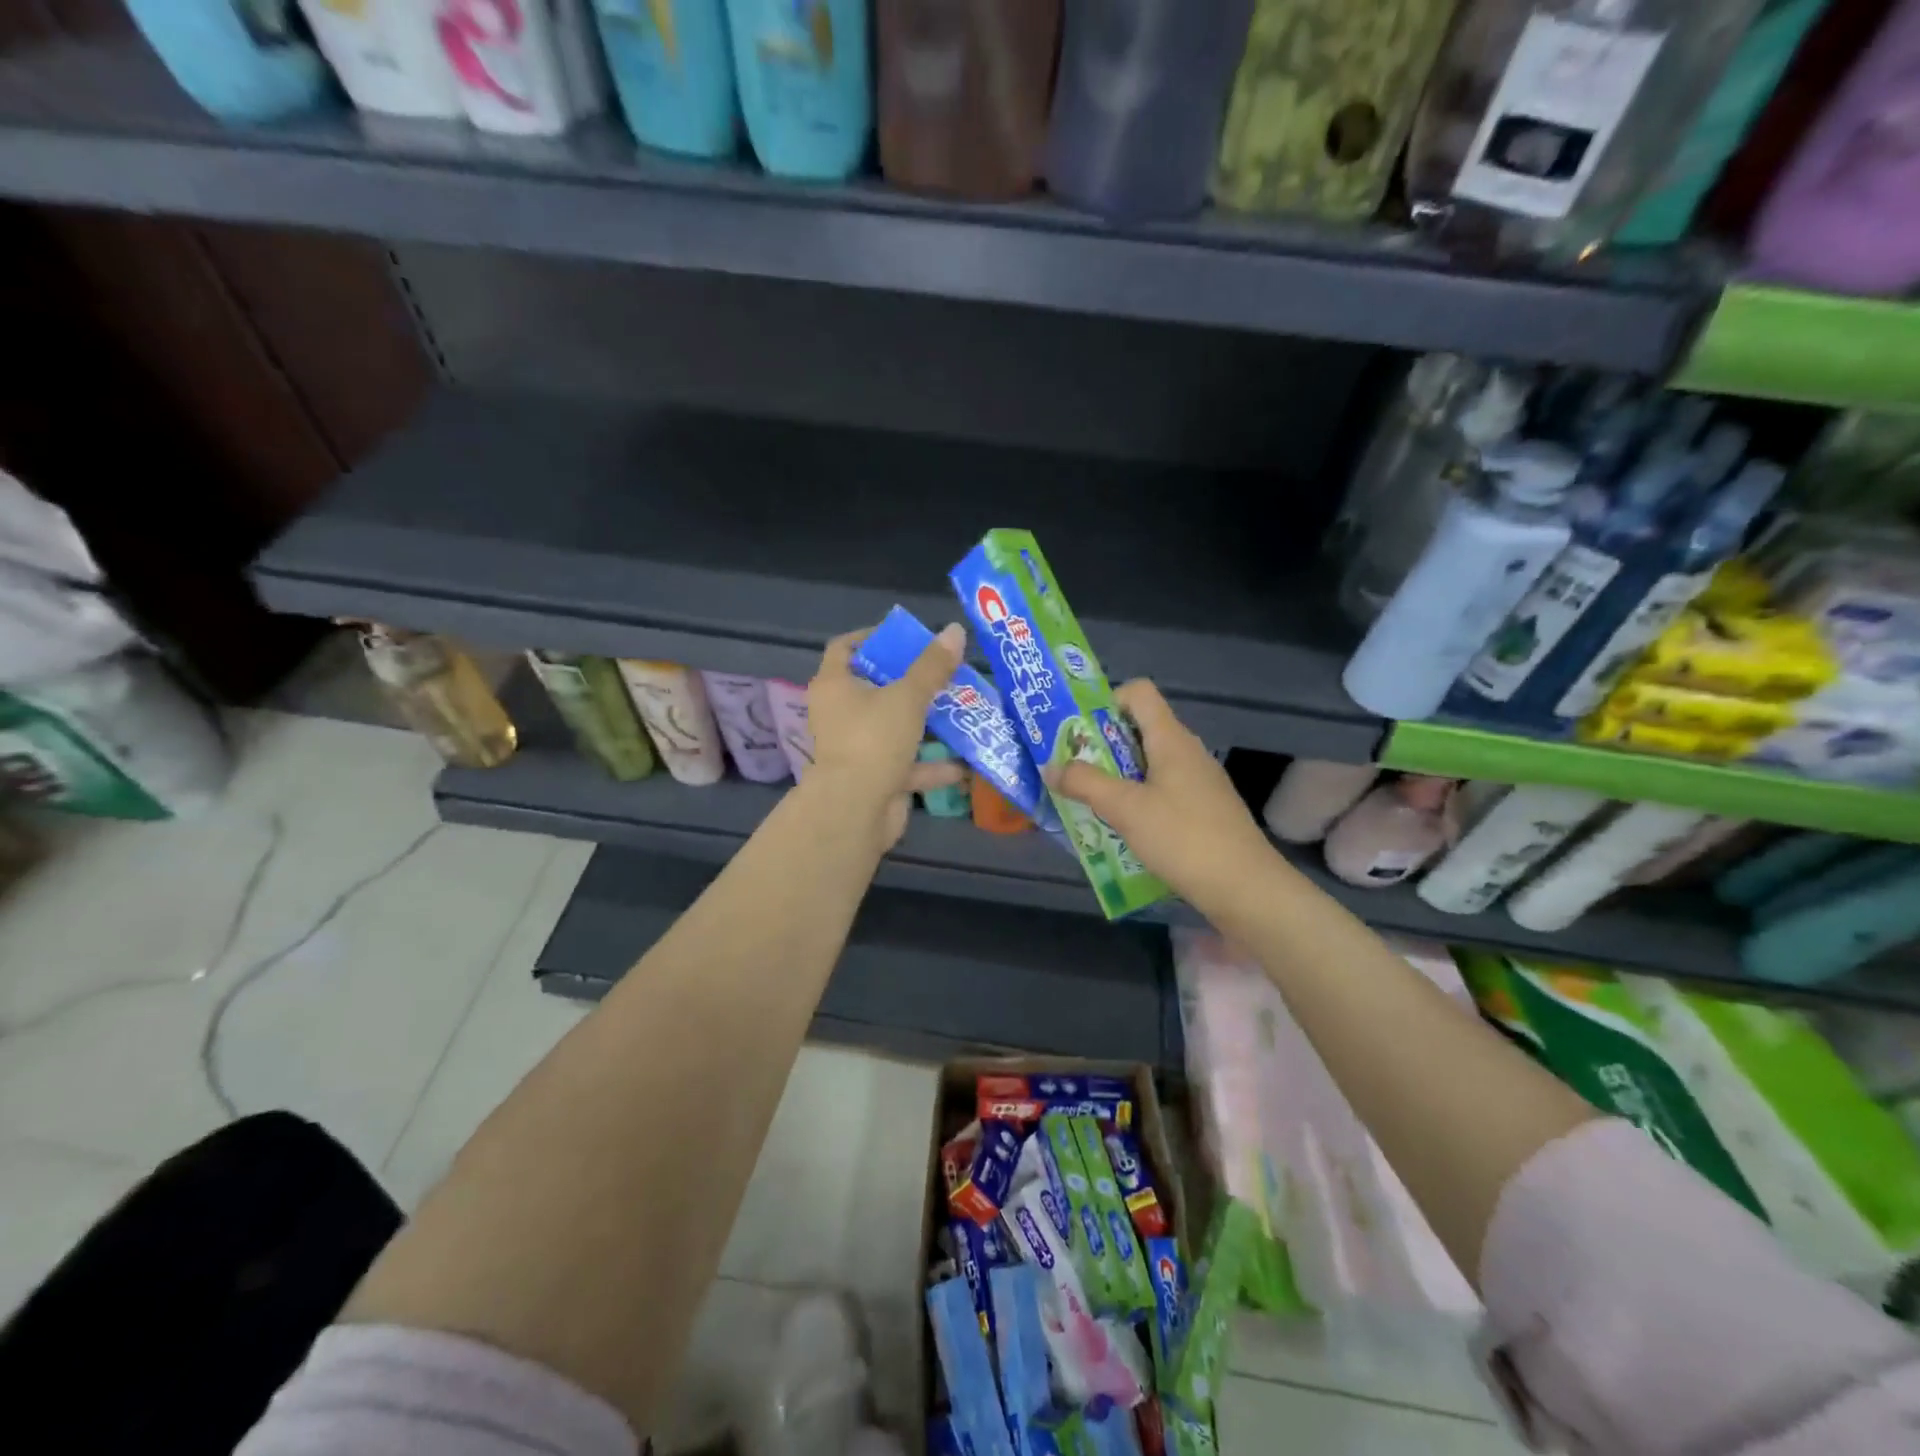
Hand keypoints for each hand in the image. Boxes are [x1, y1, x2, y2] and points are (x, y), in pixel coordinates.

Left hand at [802, 622, 967, 850]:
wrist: (855, 811)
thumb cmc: (874, 740)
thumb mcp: (908, 697)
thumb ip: (933, 666)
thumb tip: (955, 630)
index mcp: (835, 686)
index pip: (845, 648)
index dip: (872, 637)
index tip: (907, 637)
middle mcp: (840, 714)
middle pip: (875, 688)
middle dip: (911, 682)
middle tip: (944, 672)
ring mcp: (856, 748)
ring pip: (894, 728)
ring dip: (926, 724)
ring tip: (962, 712)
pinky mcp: (873, 778)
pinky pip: (906, 765)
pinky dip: (932, 766)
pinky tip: (965, 764)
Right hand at [1046, 680, 1278, 920]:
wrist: (1245, 888)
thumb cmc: (1183, 838)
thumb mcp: (1125, 808)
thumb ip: (1084, 783)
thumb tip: (1050, 766)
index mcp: (1171, 739)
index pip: (1139, 693)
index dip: (1107, 701)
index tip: (1080, 732)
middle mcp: (1187, 752)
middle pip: (1139, 729)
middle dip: (1101, 746)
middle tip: (1072, 771)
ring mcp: (1199, 782)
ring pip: (1149, 764)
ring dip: (1116, 777)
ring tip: (1089, 803)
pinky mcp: (1204, 810)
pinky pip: (1162, 791)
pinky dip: (1138, 801)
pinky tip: (1123, 829)